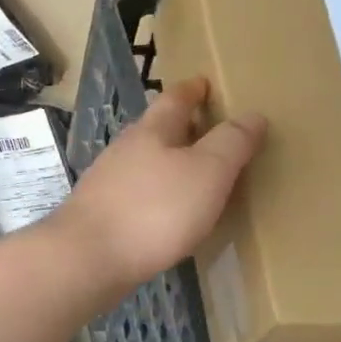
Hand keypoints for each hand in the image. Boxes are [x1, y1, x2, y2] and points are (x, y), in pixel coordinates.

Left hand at [50, 77, 266, 293]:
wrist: (88, 258)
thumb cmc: (154, 210)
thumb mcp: (207, 172)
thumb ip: (231, 143)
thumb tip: (252, 114)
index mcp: (151, 131)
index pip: (174, 99)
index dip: (192, 90)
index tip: (204, 83)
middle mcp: (124, 150)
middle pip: (155, 130)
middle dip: (180, 127)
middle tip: (207, 129)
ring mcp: (106, 182)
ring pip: (143, 162)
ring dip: (166, 163)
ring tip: (192, 173)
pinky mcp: (99, 214)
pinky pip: (135, 194)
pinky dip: (154, 194)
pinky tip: (165, 213)